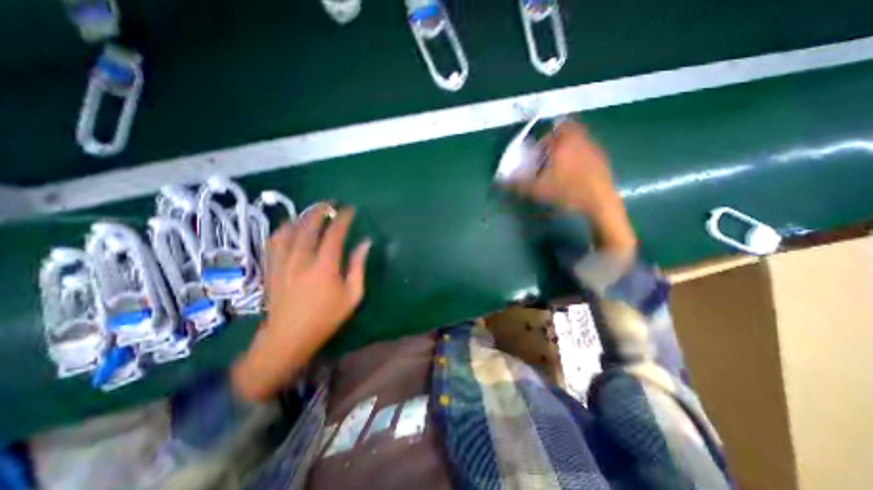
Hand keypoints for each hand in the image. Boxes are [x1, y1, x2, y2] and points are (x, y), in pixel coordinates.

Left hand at [229, 204, 368, 402]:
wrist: (289, 338)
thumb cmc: (326, 318)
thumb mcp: (353, 295)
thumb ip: (358, 266)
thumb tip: (365, 243)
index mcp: (325, 267)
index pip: (334, 234)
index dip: (342, 219)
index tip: (349, 210)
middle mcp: (301, 260)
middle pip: (309, 226)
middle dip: (320, 211)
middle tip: (330, 204)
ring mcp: (282, 263)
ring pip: (289, 230)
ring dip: (301, 217)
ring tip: (311, 212)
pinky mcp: (271, 268)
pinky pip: (274, 242)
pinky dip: (282, 230)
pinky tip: (289, 227)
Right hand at [510, 121, 639, 254]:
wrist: (600, 202)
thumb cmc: (567, 192)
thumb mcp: (537, 190)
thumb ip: (518, 184)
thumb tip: (500, 181)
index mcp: (564, 143)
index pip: (556, 126)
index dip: (546, 136)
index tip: (540, 149)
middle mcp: (580, 139)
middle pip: (568, 130)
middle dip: (557, 140)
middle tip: (548, 157)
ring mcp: (594, 148)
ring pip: (579, 139)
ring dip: (568, 148)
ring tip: (560, 166)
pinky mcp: (603, 158)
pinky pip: (587, 150)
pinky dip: (579, 156)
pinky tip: (574, 173)